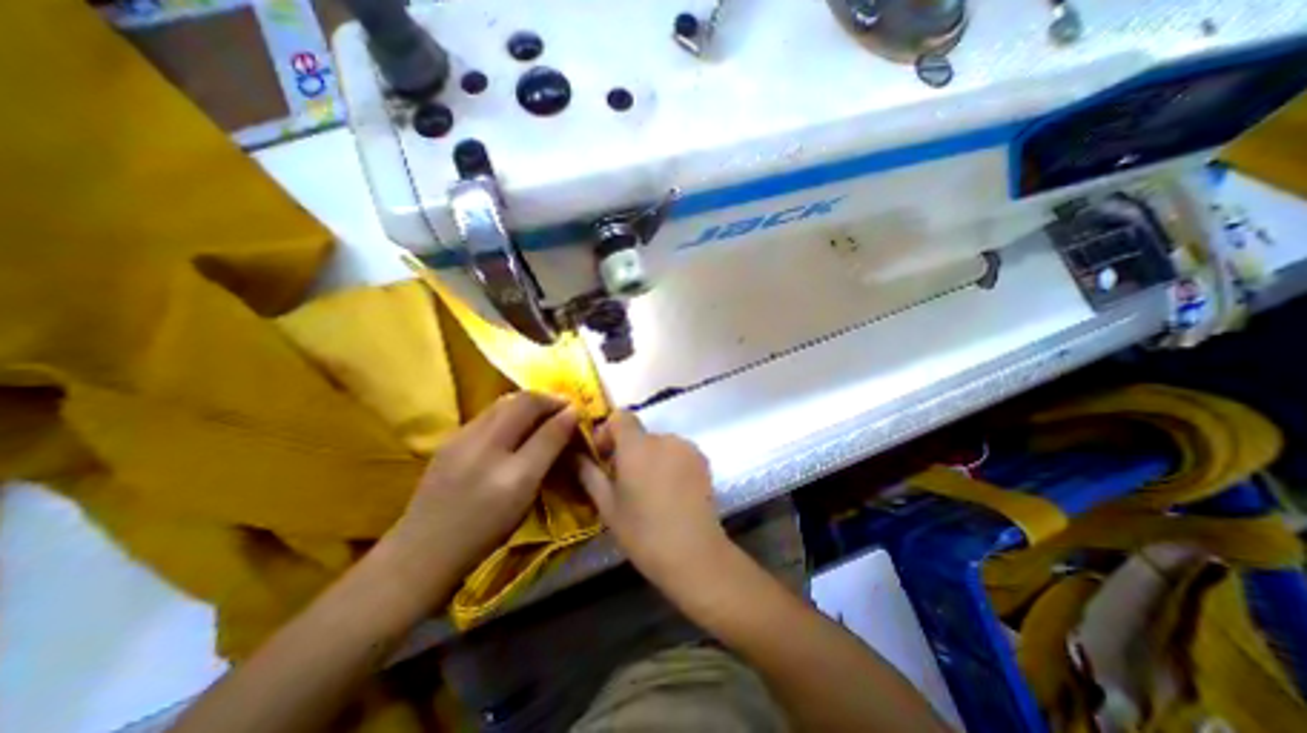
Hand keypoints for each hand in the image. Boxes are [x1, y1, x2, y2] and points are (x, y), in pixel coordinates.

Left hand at [385, 396, 575, 588]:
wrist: (422, 552)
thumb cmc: (484, 530)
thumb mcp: (525, 494)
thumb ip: (548, 451)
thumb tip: (570, 416)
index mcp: (507, 467)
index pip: (543, 422)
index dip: (563, 410)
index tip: (577, 410)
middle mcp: (482, 442)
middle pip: (520, 401)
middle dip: (546, 398)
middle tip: (563, 407)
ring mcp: (460, 437)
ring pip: (502, 404)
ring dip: (527, 402)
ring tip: (542, 412)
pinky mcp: (449, 441)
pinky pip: (488, 415)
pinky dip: (509, 411)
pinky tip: (514, 425)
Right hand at [580, 412, 729, 582]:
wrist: (695, 553)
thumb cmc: (644, 532)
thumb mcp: (608, 506)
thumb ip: (589, 474)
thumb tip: (574, 455)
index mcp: (637, 446)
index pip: (620, 416)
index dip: (608, 431)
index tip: (604, 457)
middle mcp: (664, 438)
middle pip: (640, 434)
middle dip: (628, 451)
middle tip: (625, 482)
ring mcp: (687, 447)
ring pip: (660, 444)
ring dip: (650, 458)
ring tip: (651, 490)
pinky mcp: (703, 460)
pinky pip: (678, 452)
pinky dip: (670, 463)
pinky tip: (671, 492)